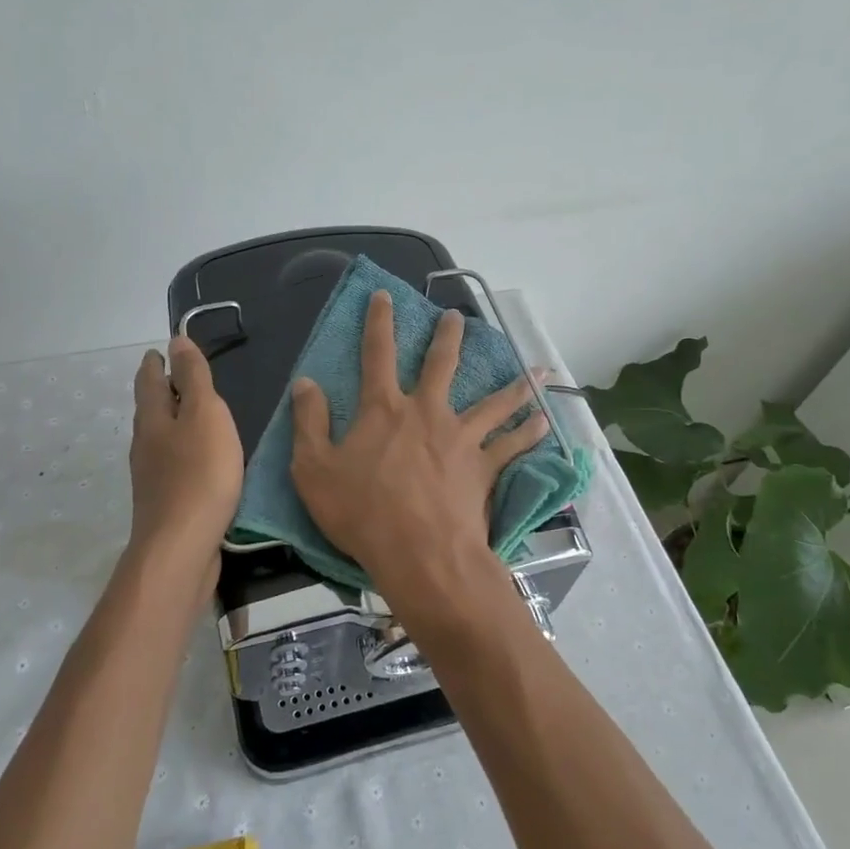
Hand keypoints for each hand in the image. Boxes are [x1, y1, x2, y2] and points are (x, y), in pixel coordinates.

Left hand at [128, 336, 243, 561]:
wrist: (181, 548)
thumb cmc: (199, 474)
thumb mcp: (205, 415)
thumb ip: (194, 378)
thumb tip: (176, 340)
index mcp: (154, 419)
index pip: (149, 381)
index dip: (156, 363)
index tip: (160, 351)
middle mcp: (145, 445)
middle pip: (149, 410)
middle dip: (159, 391)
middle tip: (173, 377)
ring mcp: (151, 477)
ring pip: (158, 438)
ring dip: (170, 422)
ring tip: (189, 415)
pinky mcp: (164, 502)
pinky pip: (171, 464)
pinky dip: (180, 450)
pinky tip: (196, 460)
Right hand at [289, 291, 548, 620]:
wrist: (419, 553)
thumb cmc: (361, 512)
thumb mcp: (313, 469)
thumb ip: (309, 422)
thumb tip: (305, 382)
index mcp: (384, 409)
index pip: (377, 354)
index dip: (379, 321)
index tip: (385, 295)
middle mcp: (426, 412)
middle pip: (441, 364)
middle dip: (447, 337)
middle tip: (457, 317)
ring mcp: (460, 438)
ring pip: (492, 402)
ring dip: (513, 384)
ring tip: (536, 369)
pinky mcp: (483, 467)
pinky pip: (511, 445)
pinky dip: (529, 433)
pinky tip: (544, 421)